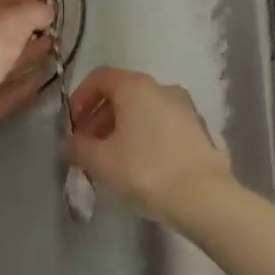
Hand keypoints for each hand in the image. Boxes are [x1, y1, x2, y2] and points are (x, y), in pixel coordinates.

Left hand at [0, 0, 54, 166]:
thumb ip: (33, 12)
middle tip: (54, 20)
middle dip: (26, 23)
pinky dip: (23, 83)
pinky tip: (44, 78)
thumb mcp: (13, 22)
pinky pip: (4, 90)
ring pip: (2, 59)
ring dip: (27, 53)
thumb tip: (47, 10)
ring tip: (55, 46)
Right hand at [66, 67, 231, 225]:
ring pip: (143, 109)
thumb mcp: (100, 162)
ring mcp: (184, 107)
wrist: (204, 197)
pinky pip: (162, 123)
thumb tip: (70, 143)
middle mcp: (161, 87)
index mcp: (135, 86)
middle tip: (89, 147)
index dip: (80, 97)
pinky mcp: (199, 129)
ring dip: (123, 127)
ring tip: (113, 160)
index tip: (73, 125)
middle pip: (122, 93)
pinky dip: (146, 135)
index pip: (100, 77)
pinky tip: (142, 165)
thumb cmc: (145, 171)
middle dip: (100, 117)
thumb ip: (78, 148)